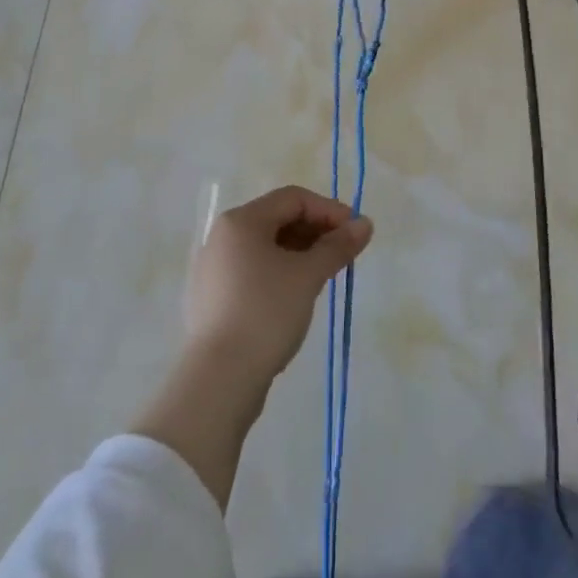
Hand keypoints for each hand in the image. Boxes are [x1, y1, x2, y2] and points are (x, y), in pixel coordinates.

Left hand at [184, 184, 373, 390]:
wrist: (219, 379)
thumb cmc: (266, 313)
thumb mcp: (307, 276)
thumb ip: (337, 246)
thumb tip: (364, 224)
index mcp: (241, 221)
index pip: (293, 198)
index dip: (329, 210)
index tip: (355, 232)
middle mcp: (223, 236)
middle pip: (278, 219)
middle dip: (316, 231)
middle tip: (344, 254)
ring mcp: (214, 268)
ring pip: (266, 246)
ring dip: (300, 253)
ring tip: (325, 275)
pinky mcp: (213, 297)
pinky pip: (253, 270)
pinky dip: (280, 272)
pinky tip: (297, 295)